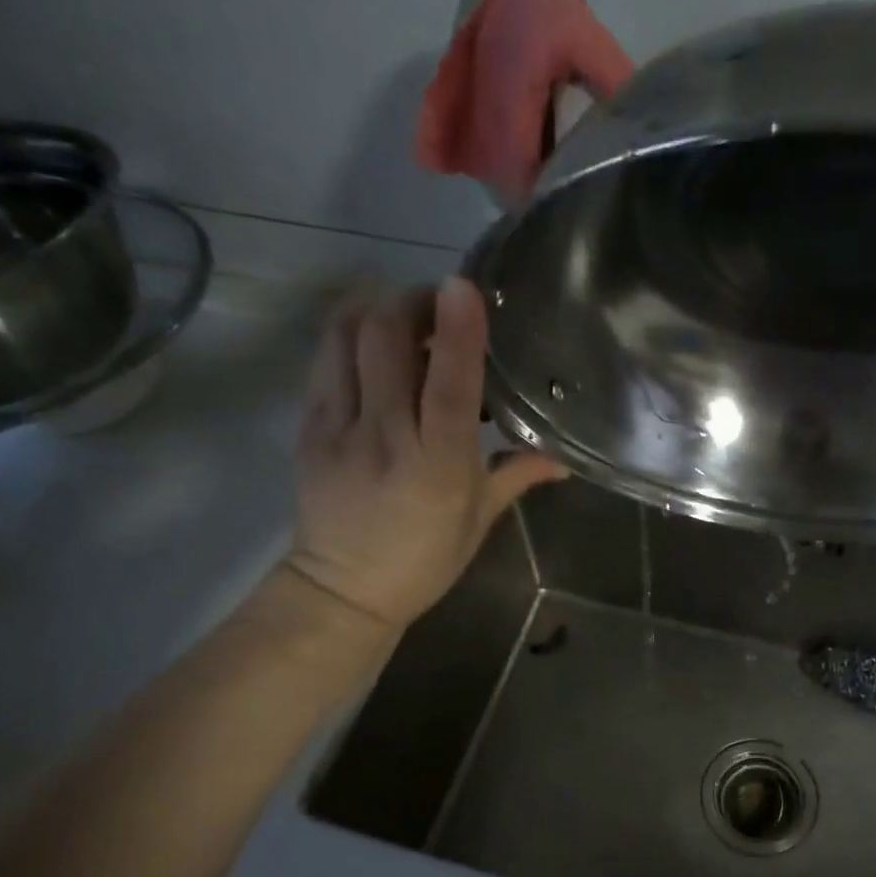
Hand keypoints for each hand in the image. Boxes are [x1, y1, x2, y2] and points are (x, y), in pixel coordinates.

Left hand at [282, 277, 566, 630]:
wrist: (342, 590)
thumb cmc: (424, 560)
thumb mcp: (480, 520)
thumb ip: (518, 474)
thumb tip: (566, 456)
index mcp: (436, 468)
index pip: (449, 388)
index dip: (458, 333)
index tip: (465, 286)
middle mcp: (384, 439)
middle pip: (385, 340)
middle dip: (412, 302)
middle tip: (440, 305)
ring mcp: (338, 428)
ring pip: (346, 337)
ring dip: (378, 309)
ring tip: (406, 315)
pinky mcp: (308, 425)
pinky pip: (326, 358)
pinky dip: (351, 333)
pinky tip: (375, 343)